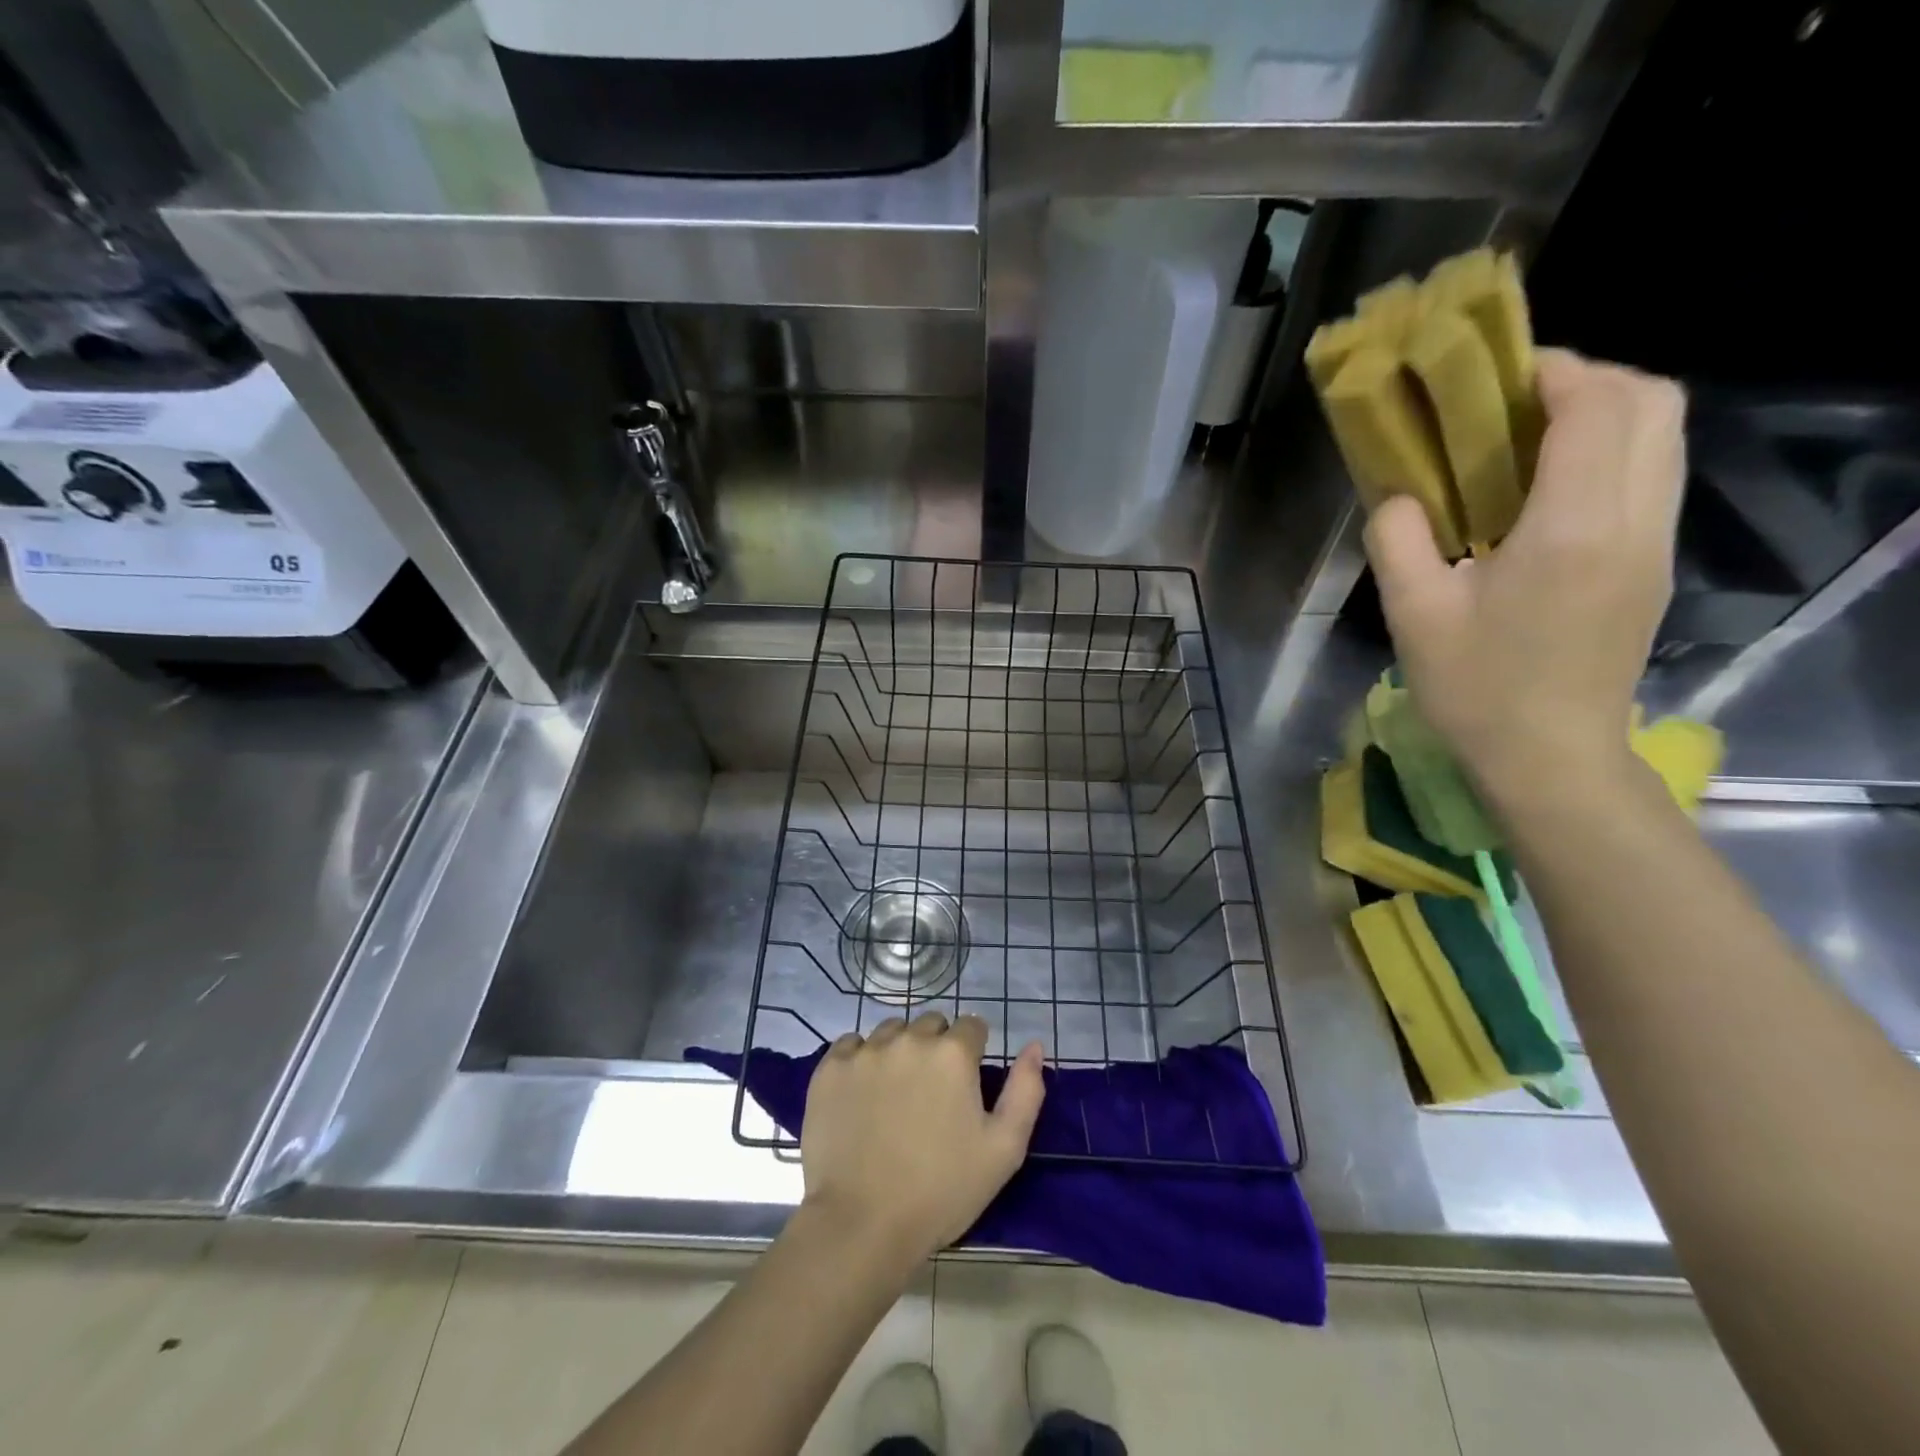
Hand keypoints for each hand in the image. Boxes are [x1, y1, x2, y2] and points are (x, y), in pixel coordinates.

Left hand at [801, 1012, 1045, 1265]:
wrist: (862, 1225)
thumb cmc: (941, 1191)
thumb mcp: (1004, 1150)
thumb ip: (1026, 1091)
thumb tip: (1034, 1046)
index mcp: (953, 1053)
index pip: (972, 1026)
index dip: (974, 1052)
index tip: (966, 1085)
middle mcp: (910, 1039)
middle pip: (931, 1025)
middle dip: (938, 1049)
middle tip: (932, 1095)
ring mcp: (865, 1050)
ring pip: (892, 1032)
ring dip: (900, 1051)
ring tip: (895, 1096)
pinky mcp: (830, 1068)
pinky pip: (852, 1046)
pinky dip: (860, 1061)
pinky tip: (862, 1096)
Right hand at [1364, 348, 1686, 807]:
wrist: (1549, 757)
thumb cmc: (1476, 688)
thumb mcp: (1413, 615)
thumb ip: (1398, 540)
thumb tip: (1398, 497)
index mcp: (1573, 529)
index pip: (1596, 407)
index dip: (1555, 373)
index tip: (1496, 379)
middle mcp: (1635, 521)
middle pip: (1655, 403)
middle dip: (1591, 380)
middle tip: (1515, 403)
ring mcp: (1656, 544)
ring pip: (1665, 437)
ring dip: (1606, 415)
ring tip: (1529, 440)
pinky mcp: (1653, 566)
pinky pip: (1653, 476)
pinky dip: (1612, 454)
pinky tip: (1549, 490)